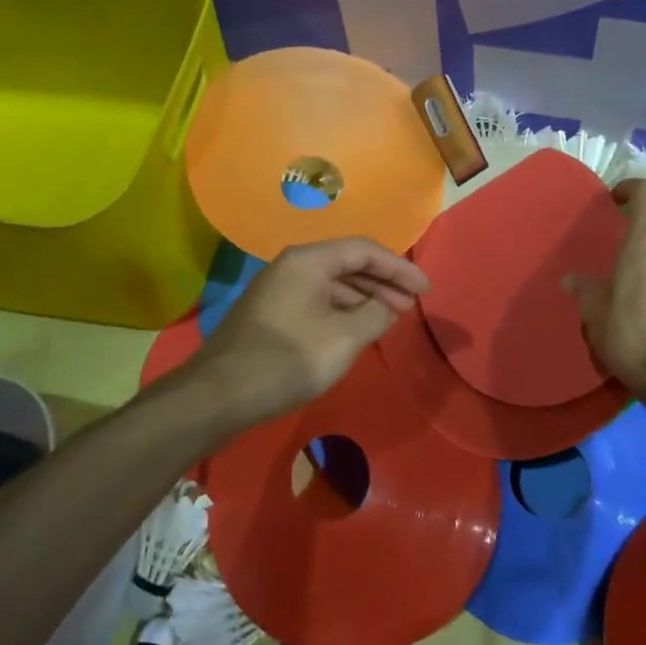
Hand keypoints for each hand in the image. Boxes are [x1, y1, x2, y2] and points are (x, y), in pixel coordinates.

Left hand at [195, 237, 429, 425]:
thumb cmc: (287, 360)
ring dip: (364, 297)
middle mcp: (292, 265)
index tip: (425, 289)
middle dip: (383, 282)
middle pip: (348, 263)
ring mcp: (278, 288)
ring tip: (390, 318)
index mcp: (309, 260)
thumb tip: (390, 304)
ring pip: (332, 283)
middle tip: (412, 304)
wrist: (220, 393)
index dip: (399, 267)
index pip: (364, 250)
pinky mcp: (272, 312)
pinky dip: (342, 310)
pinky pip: (317, 300)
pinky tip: (357, 329)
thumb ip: (375, 315)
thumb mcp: (343, 338)